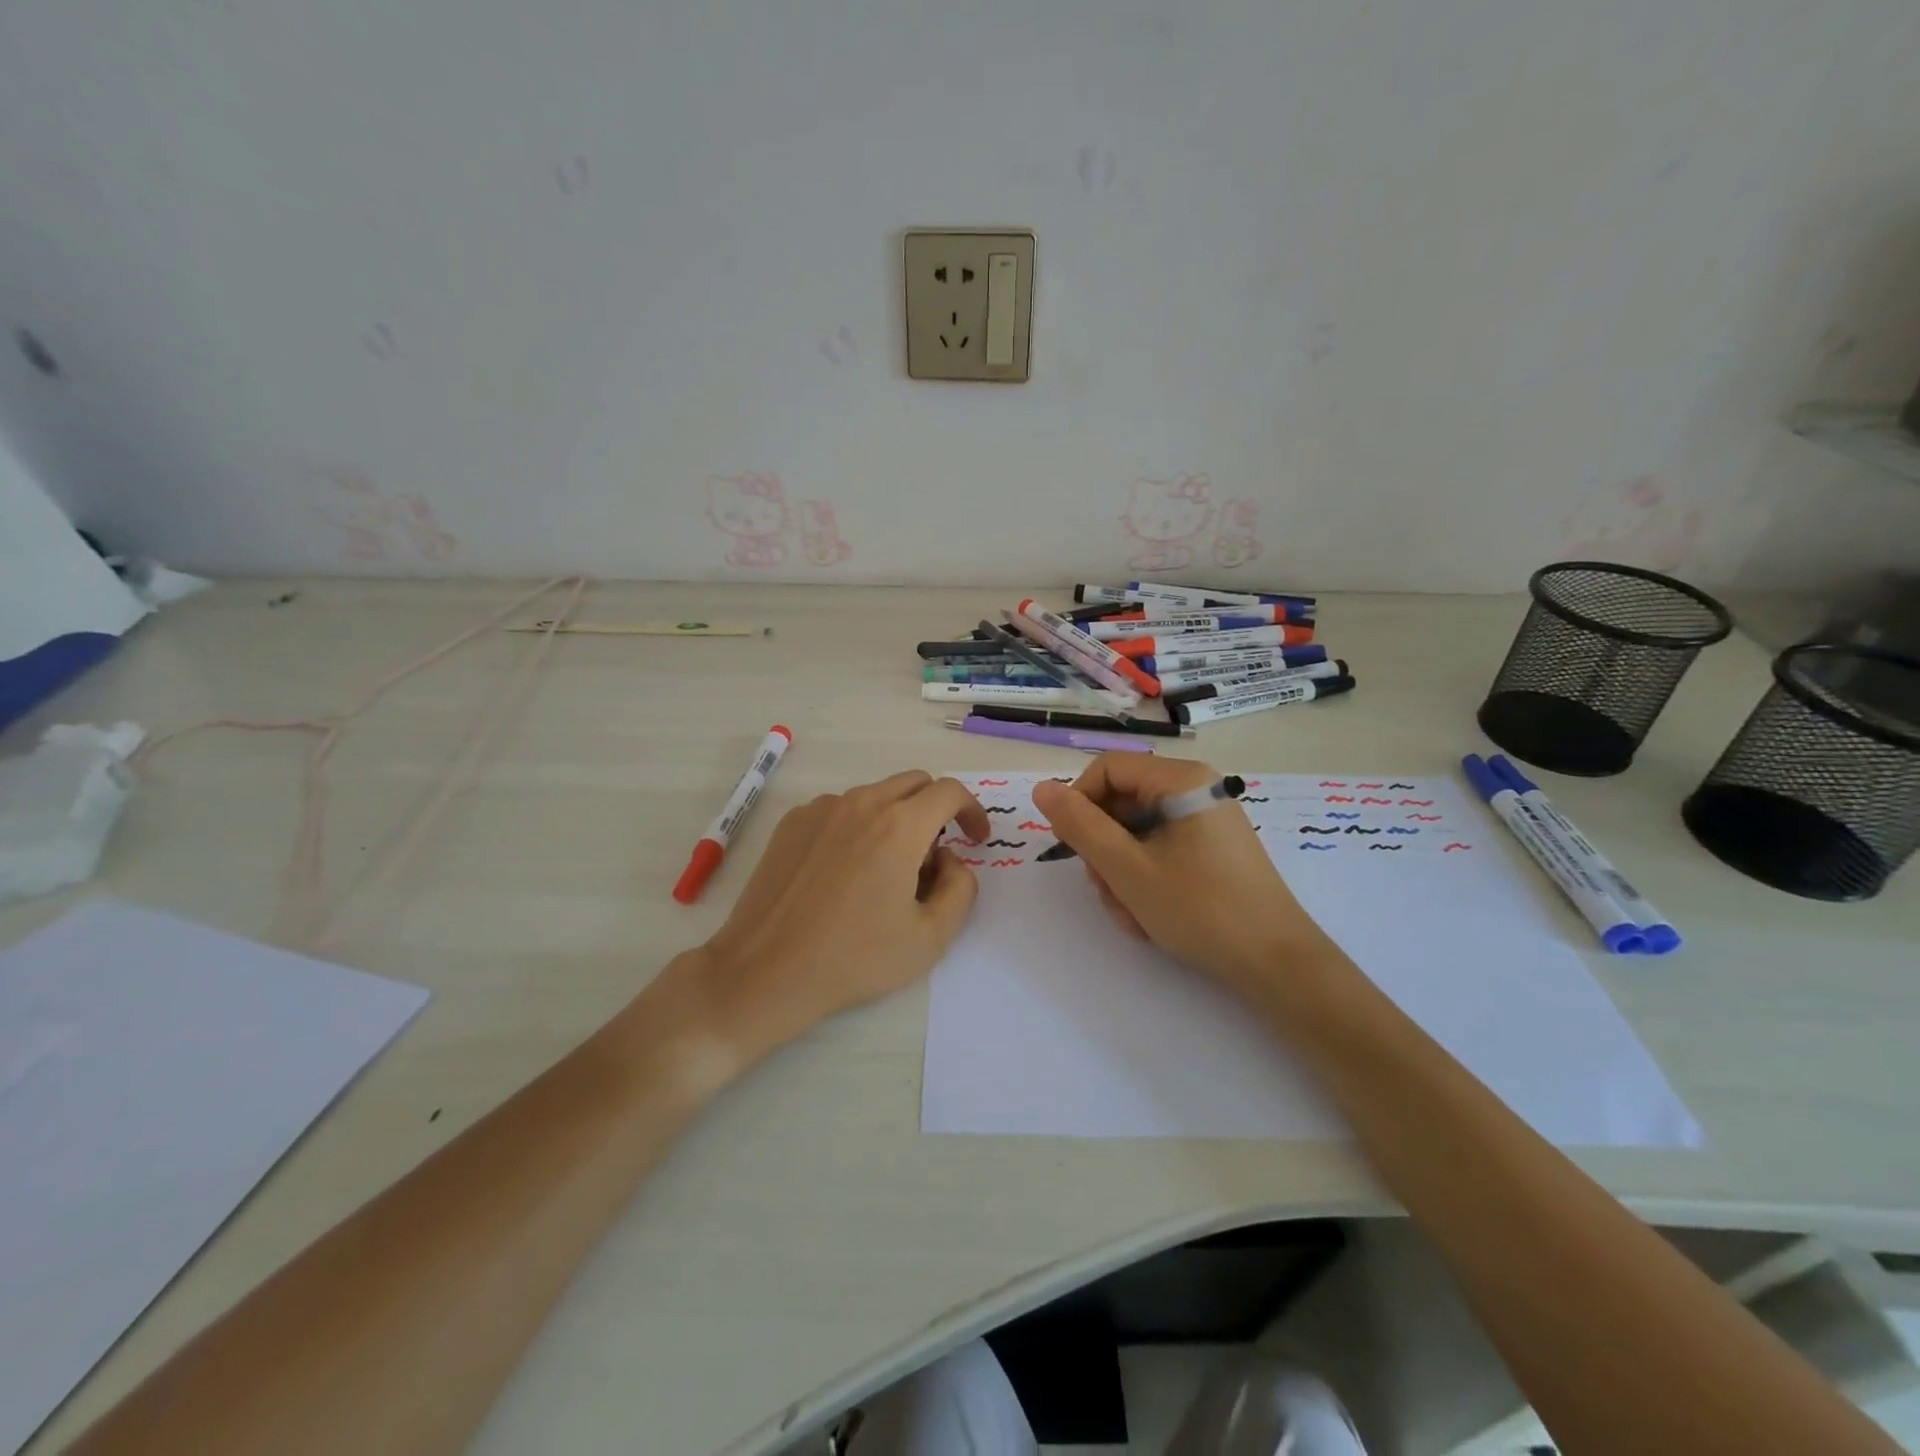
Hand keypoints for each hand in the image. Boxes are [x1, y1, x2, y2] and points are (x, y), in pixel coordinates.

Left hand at [696, 770, 991, 1059]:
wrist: (766, 970)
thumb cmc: (854, 958)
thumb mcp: (931, 937)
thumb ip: (961, 888)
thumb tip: (951, 860)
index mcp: (900, 825)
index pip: (950, 792)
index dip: (972, 811)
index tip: (975, 839)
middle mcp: (861, 803)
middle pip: (914, 783)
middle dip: (935, 811)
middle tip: (932, 859)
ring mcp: (821, 809)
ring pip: (875, 796)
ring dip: (895, 820)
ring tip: (883, 873)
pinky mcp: (792, 823)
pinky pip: (839, 810)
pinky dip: (857, 828)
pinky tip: (843, 874)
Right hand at [1032, 755, 1330, 994]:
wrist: (1277, 963)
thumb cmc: (1200, 909)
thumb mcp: (1127, 869)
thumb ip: (1080, 825)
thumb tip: (1042, 788)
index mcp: (1181, 780)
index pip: (1106, 769)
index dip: (1078, 803)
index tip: (1070, 847)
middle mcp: (1195, 789)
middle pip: (1121, 803)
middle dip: (1104, 850)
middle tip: (1108, 891)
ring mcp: (1205, 820)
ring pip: (1136, 832)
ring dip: (1121, 873)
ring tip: (1132, 914)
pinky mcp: (1211, 848)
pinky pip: (1159, 850)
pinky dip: (1145, 880)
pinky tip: (1150, 916)